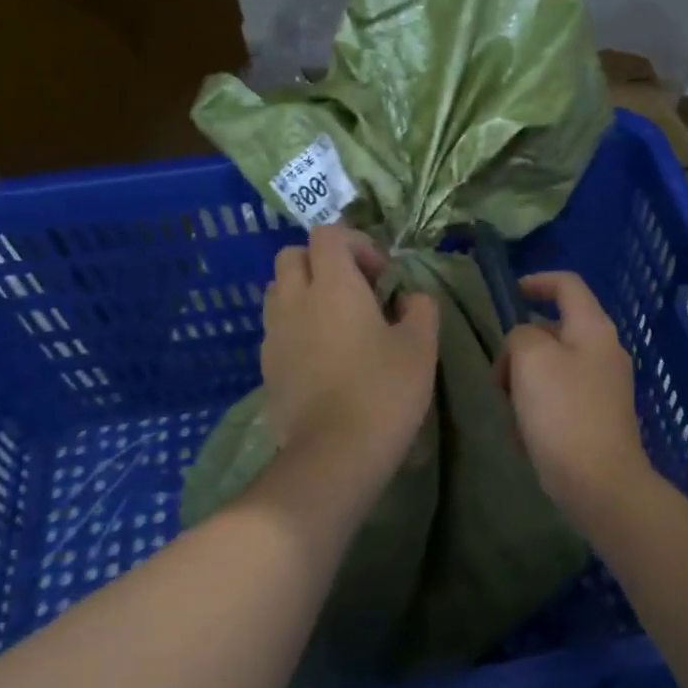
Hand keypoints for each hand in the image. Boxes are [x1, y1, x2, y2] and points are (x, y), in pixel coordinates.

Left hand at [260, 224, 438, 486]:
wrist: (334, 453)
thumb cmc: (384, 392)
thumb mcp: (421, 347)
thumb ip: (420, 308)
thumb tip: (410, 298)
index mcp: (333, 285)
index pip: (329, 234)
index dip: (358, 244)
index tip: (382, 276)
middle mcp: (295, 299)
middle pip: (293, 255)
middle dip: (323, 262)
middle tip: (356, 292)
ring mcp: (274, 333)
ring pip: (279, 290)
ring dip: (305, 292)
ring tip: (337, 322)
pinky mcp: (266, 366)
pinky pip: (277, 327)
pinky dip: (296, 326)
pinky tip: (323, 357)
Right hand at [497, 272, 650, 517]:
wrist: (598, 483)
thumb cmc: (563, 413)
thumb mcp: (530, 359)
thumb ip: (521, 335)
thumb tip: (525, 344)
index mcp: (594, 329)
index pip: (567, 285)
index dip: (536, 281)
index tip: (510, 295)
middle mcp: (604, 352)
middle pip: (553, 331)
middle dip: (520, 349)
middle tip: (500, 377)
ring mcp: (604, 387)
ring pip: (551, 369)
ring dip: (524, 384)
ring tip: (512, 413)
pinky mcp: (597, 418)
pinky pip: (558, 399)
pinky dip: (537, 409)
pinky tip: (526, 436)